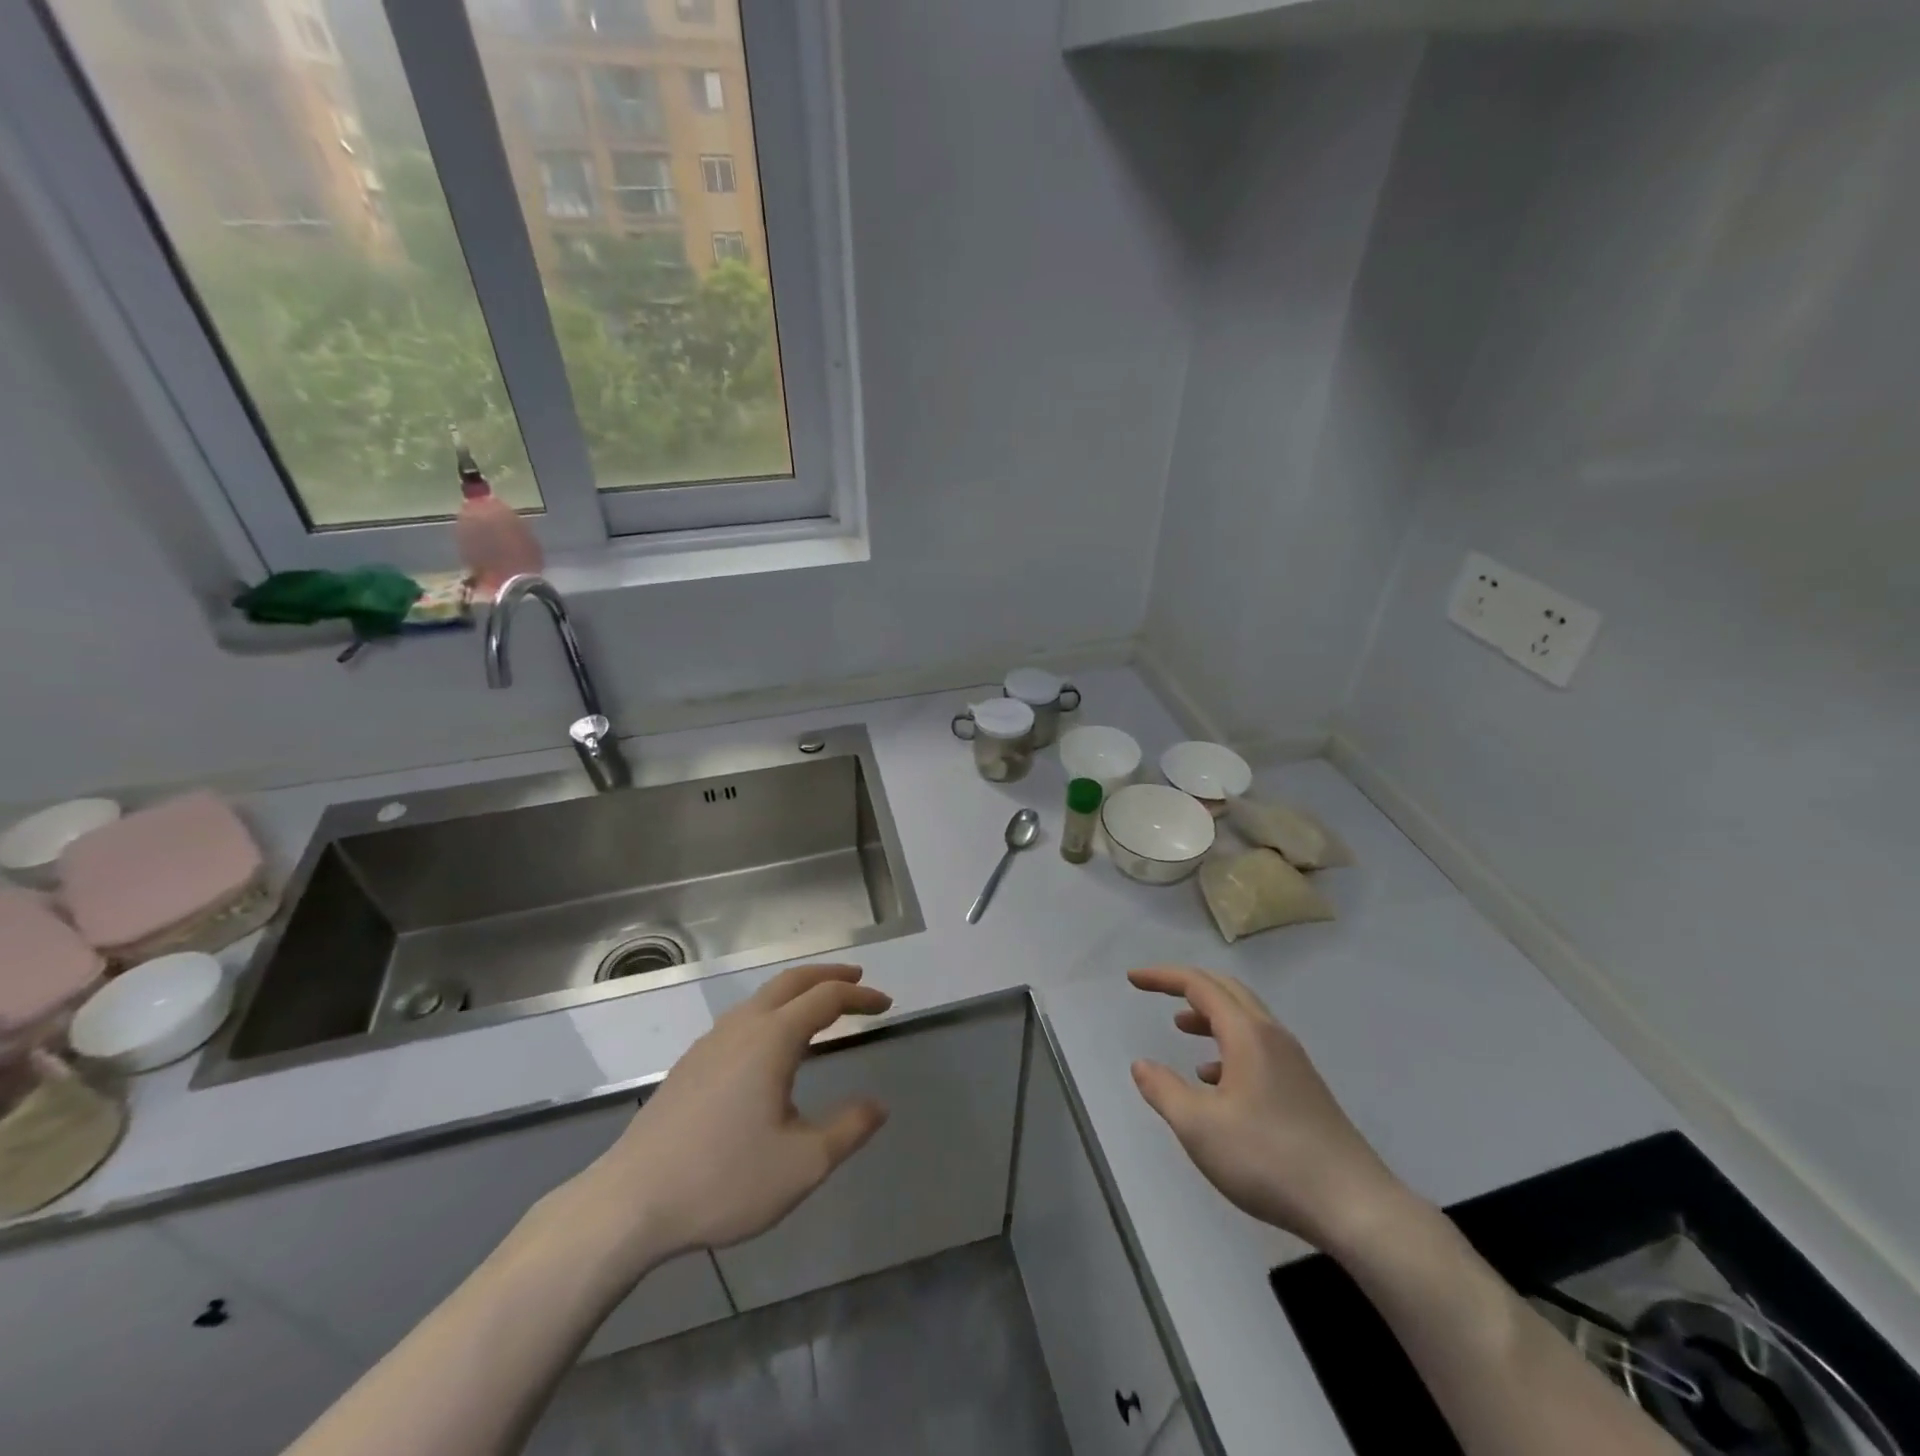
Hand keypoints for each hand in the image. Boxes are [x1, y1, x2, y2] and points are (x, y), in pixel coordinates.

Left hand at [560, 963, 891, 1275]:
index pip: (826, 998)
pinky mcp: (691, 1063)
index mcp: (772, 1039)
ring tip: (821, 1008)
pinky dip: (773, 1010)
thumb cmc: (723, 1180)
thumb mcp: (802, 1165)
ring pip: (763, 996)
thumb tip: (879, 1105)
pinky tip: (772, 1044)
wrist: (631, 1202)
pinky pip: (743, 1017)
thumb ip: (848, 1130)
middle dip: (829, 976)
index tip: (886, 1005)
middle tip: (858, 982)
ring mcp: (711, 1042)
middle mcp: (742, 1026)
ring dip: (798, 991)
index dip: (860, 998)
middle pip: (792, 981)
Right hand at [1128, 966, 1410, 1255]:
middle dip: (1187, 985)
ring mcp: (1293, 1062)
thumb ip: (1163, 1091)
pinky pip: (1258, 1047)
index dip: (1163, 977)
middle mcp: (1272, 1036)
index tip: (1133, 979)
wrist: (1355, 1207)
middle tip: (1155, 990)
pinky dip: (1228, 1047)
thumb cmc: (1269, 1160)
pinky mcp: (1304, 1089)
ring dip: (1209, 1016)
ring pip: (1244, 1019)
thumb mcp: (1200, 1128)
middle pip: (1226, 990)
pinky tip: (1215, 1081)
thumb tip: (1141, 1065)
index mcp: (1247, 1034)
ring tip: (1180, 1029)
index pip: (1199, 985)